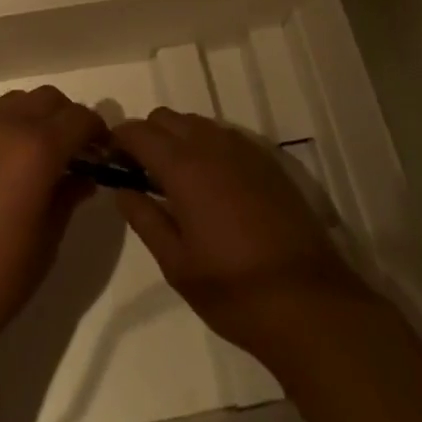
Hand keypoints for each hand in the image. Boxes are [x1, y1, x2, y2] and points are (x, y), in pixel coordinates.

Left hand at [0, 85, 107, 350]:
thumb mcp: (46, 241)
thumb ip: (68, 197)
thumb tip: (83, 175)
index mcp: (37, 148)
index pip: (79, 118)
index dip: (97, 131)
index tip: (103, 152)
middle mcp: (6, 126)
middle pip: (48, 99)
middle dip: (68, 118)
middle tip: (74, 152)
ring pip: (17, 102)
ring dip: (36, 117)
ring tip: (38, 155)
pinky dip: (7, 129)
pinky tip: (3, 167)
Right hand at [111, 109, 370, 358]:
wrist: (309, 303)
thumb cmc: (234, 290)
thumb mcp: (177, 265)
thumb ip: (145, 219)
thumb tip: (122, 189)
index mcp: (183, 166)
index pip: (138, 131)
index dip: (119, 140)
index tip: (112, 160)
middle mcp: (210, 144)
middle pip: (166, 118)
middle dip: (148, 136)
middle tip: (143, 174)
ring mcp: (242, 149)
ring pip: (196, 123)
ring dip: (178, 139)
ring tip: (178, 182)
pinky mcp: (266, 161)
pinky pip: (224, 137)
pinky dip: (207, 148)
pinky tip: (214, 186)